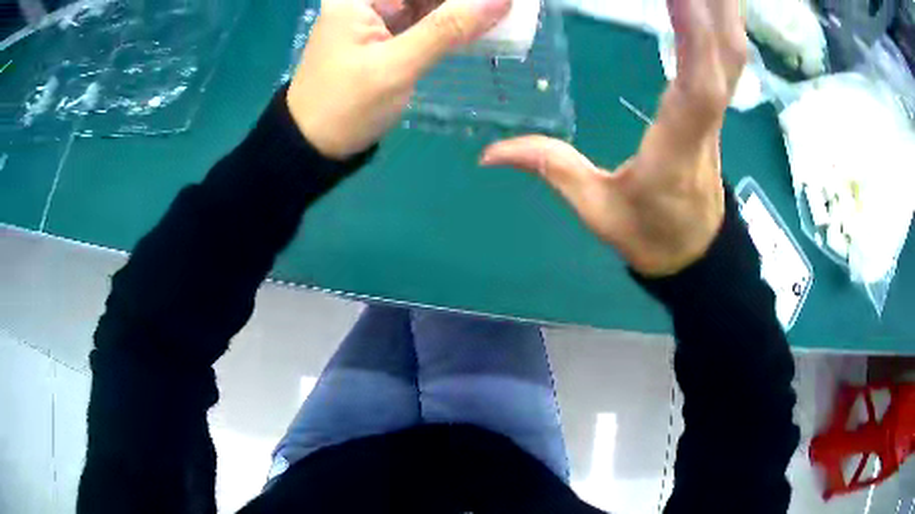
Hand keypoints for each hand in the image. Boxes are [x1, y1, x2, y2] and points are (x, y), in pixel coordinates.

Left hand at [287, 0, 511, 159]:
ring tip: (502, 14)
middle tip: (507, 8)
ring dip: (462, 8)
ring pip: (429, 2)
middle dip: (464, 1)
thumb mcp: (397, 66)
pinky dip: (452, 23)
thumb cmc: (345, 106)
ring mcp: (377, 16)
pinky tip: (481, 26)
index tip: (500, 1)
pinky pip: (427, 19)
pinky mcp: (387, 34)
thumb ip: (449, 28)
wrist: (313, 146)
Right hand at [480, 0, 746, 276]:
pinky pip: (728, 56)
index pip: (697, 88)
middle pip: (727, 55)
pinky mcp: (716, 103)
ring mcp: (717, 109)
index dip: (695, 38)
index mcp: (678, 146)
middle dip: (715, 7)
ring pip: (734, 50)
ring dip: (725, 8)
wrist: (696, 252)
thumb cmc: (650, 234)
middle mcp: (706, 120)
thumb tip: (490, 152)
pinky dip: (724, 21)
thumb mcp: (597, 210)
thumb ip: (550, 169)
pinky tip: (713, 2)